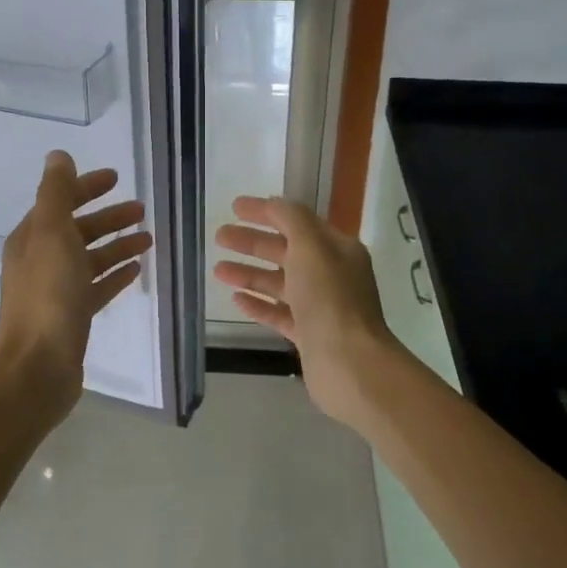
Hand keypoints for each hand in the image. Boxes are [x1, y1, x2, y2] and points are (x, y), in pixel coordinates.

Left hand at [0, 151, 151, 408]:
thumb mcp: (52, 235)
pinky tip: (136, 270)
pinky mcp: (71, 316)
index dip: (86, 187)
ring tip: (148, 239)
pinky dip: (114, 275)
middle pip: (78, 230)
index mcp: (31, 238)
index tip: (116, 178)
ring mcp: (56, 291)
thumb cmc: (48, 296)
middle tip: (141, 210)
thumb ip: (56, 193)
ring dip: (117, 245)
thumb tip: (58, 156)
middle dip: (108, 217)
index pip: (60, 202)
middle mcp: (40, 261)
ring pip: (90, 259)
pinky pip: (96, 287)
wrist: (38, 367)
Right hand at [213, 195, 398, 424]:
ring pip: (280, 283)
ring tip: (217, 270)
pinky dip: (259, 304)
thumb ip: (291, 219)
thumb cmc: (329, 298)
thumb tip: (274, 203)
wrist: (349, 364)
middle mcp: (331, 274)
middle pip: (286, 251)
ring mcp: (321, 307)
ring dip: (250, 273)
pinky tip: (236, 298)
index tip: (234, 207)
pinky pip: (280, 313)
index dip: (266, 212)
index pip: (297, 221)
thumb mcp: (310, 247)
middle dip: (252, 242)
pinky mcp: (309, 335)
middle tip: (219, 236)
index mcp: (337, 249)